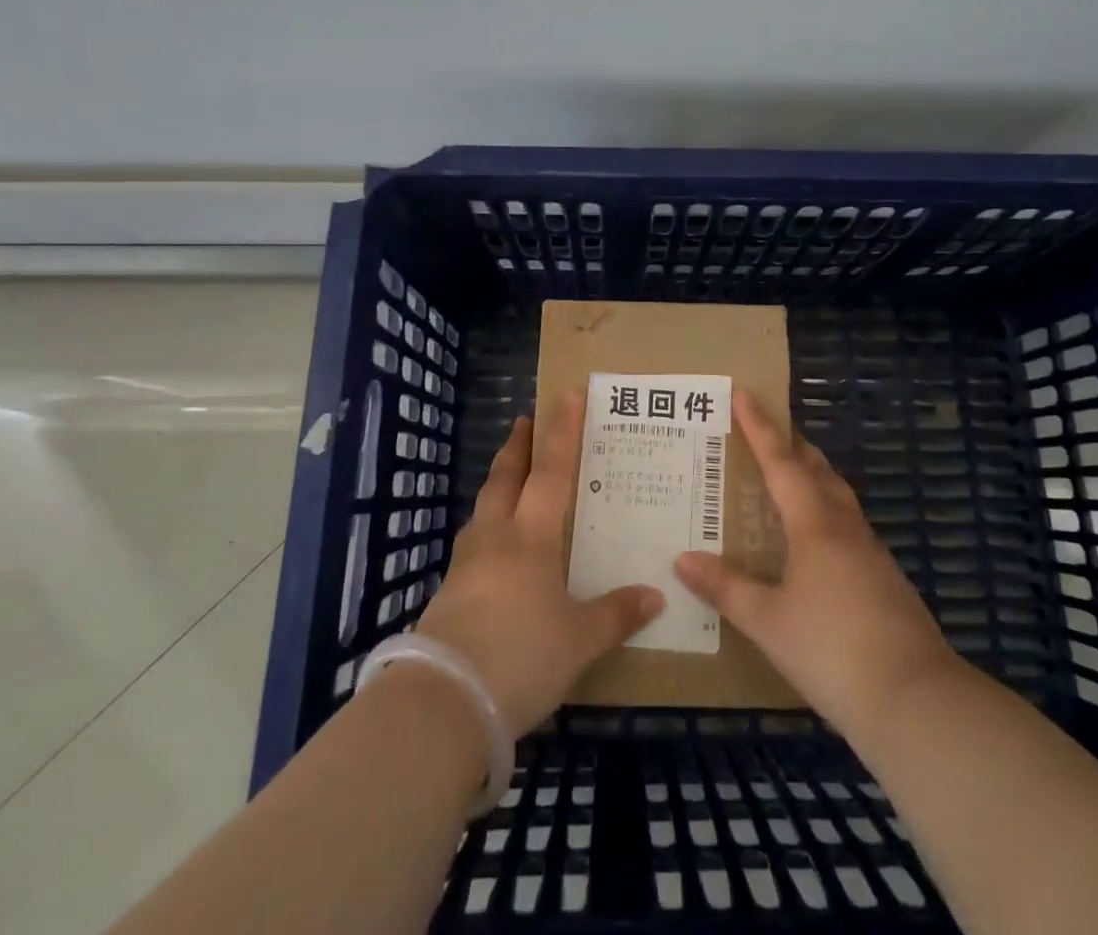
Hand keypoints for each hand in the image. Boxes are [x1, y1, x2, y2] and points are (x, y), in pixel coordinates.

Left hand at [418, 398, 663, 737]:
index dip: (561, 431)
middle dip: (519, 446)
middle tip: (526, 419)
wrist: (442, 703)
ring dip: (498, 483)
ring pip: (484, 506)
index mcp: (531, 536)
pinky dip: (487, 525)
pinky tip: (492, 546)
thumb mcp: (579, 641)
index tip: (566, 395)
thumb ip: (616, 615)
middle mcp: (495, 537)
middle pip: (506, 477)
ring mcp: (466, 563)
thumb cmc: (521, 657)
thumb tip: (656, 595)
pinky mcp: (447, 592)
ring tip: (509, 478)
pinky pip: (473, 541)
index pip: (551, 470)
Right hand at [674, 392, 955, 735]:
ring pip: (837, 494)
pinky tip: (815, 537)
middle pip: (816, 469)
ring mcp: (870, 551)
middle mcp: (844, 526)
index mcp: (814, 524)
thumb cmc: (832, 650)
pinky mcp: (884, 577)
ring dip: (812, 474)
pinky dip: (824, 509)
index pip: (781, 461)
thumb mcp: (768, 622)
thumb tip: (682, 559)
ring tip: (788, 473)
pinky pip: (847, 523)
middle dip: (790, 444)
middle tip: (765, 428)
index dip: (760, 426)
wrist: (915, 700)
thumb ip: (726, 588)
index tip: (744, 392)